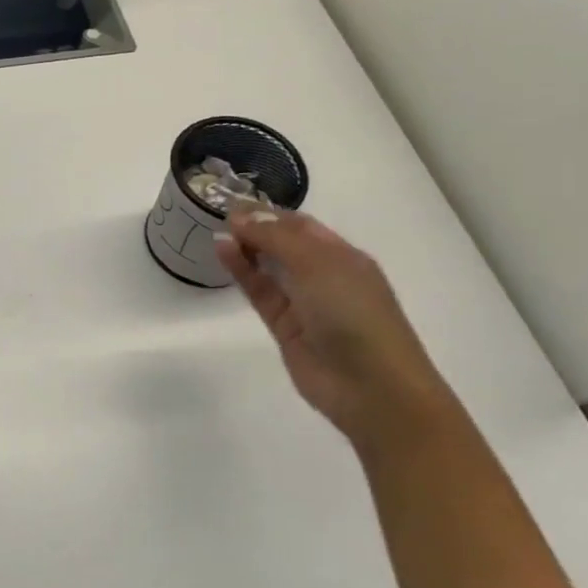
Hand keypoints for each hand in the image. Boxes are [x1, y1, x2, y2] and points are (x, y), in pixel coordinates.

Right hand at [215, 208, 456, 452]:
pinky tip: (223, 252)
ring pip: (268, 267)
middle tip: (217, 213)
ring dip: (245, 248)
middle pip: (283, 244)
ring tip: (216, 230)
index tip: (232, 200)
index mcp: (343, 256)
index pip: (301, 226)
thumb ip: (276, 237)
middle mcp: (324, 275)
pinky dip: (242, 272)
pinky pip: (260, 291)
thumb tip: (241, 214)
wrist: (371, 387)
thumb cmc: (354, 314)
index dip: (269, 212)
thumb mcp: (318, 264)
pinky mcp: (284, 326)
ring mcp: (304, 302)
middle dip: (255, 227)